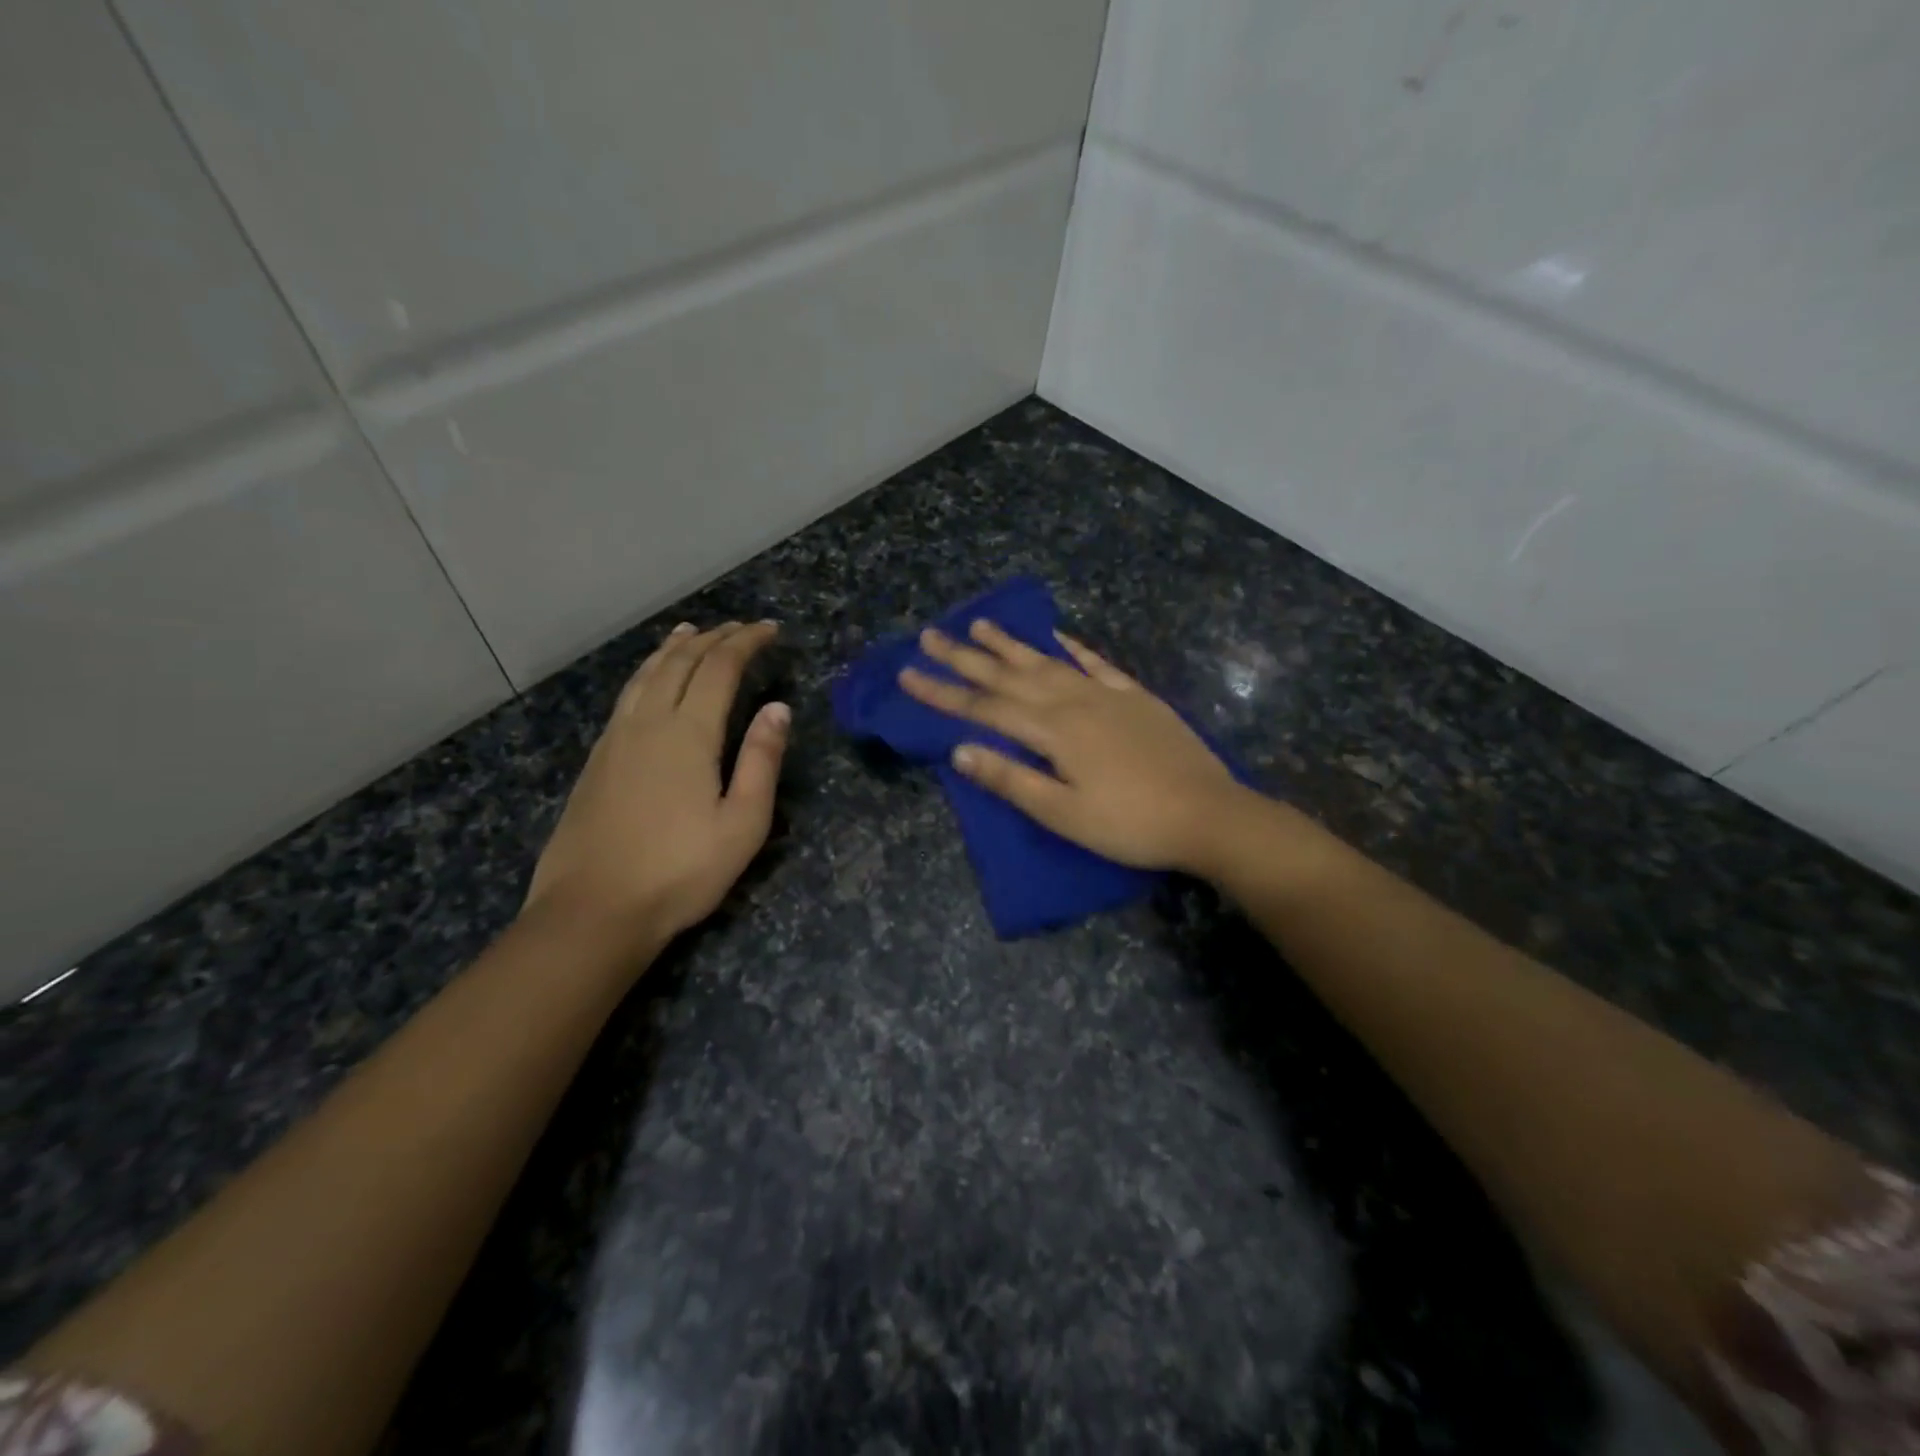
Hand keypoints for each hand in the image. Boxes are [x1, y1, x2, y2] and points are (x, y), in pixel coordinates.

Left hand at [526, 620, 787, 949]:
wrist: (593, 910)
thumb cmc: (680, 871)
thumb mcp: (742, 823)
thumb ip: (762, 760)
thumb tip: (779, 708)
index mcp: (688, 734)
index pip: (720, 668)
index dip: (745, 642)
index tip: (770, 629)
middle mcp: (648, 723)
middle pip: (680, 663)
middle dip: (713, 638)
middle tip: (739, 628)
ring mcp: (615, 739)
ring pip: (646, 675)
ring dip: (673, 649)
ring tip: (691, 632)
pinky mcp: (596, 759)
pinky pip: (627, 696)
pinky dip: (647, 672)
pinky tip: (650, 680)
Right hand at [899, 621, 1245, 872]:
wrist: (1209, 814)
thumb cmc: (1131, 824)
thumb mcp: (1064, 814)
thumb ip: (1011, 779)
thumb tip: (958, 750)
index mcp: (1053, 731)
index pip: (984, 708)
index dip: (943, 693)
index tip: (907, 675)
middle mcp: (1074, 701)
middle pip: (1010, 675)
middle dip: (966, 657)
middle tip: (931, 635)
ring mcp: (1107, 695)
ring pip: (1048, 661)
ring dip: (1011, 644)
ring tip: (980, 623)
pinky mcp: (1135, 698)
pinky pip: (1096, 664)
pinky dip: (1072, 648)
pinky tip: (1057, 636)